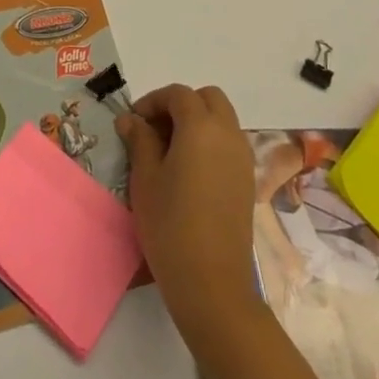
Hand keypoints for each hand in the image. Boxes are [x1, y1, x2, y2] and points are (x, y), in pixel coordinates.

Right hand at [118, 84, 259, 337]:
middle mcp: (228, 134)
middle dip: (181, 104)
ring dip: (198, 122)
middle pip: (208, 98)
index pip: (178, 94)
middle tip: (156, 129)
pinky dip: (210, 142)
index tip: (134, 122)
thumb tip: (131, 120)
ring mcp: (243, 158)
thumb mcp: (145, 178)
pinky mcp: (247, 181)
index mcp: (201, 127)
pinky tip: (189, 171)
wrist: (211, 283)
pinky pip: (229, 143)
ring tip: (170, 151)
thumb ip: (139, 140)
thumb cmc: (170, 224)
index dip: (153, 101)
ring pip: (222, 119)